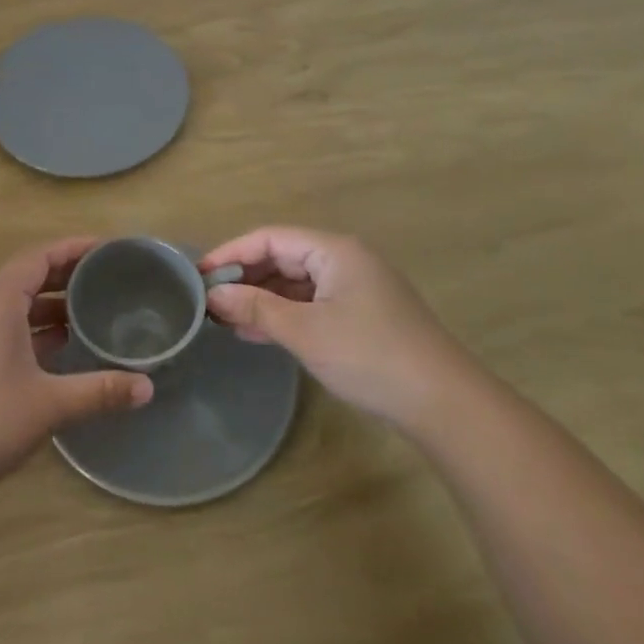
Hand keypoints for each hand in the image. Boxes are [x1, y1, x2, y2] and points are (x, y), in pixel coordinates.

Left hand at [0, 239, 154, 497]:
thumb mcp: (48, 405)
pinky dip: (28, 326)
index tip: (108, 248)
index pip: (40, 256)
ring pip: (12, 302)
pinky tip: (54, 347)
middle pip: (26, 276)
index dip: (75, 248)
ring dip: (47, 306)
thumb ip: (99, 391)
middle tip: (107, 281)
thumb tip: (148, 387)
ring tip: (89, 314)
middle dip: (66, 277)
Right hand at [200, 226, 464, 428]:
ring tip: (225, 319)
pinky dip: (284, 313)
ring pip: (296, 282)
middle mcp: (345, 260)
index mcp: (334, 250)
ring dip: (261, 298)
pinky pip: (312, 303)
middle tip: (209, 300)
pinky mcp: (363, 315)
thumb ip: (255, 308)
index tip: (198, 276)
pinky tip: (258, 333)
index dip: (230, 253)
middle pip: (283, 256)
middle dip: (244, 277)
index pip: (269, 238)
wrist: (445, 405)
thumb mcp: (304, 331)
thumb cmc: (369, 356)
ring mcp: (357, 288)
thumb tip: (213, 296)